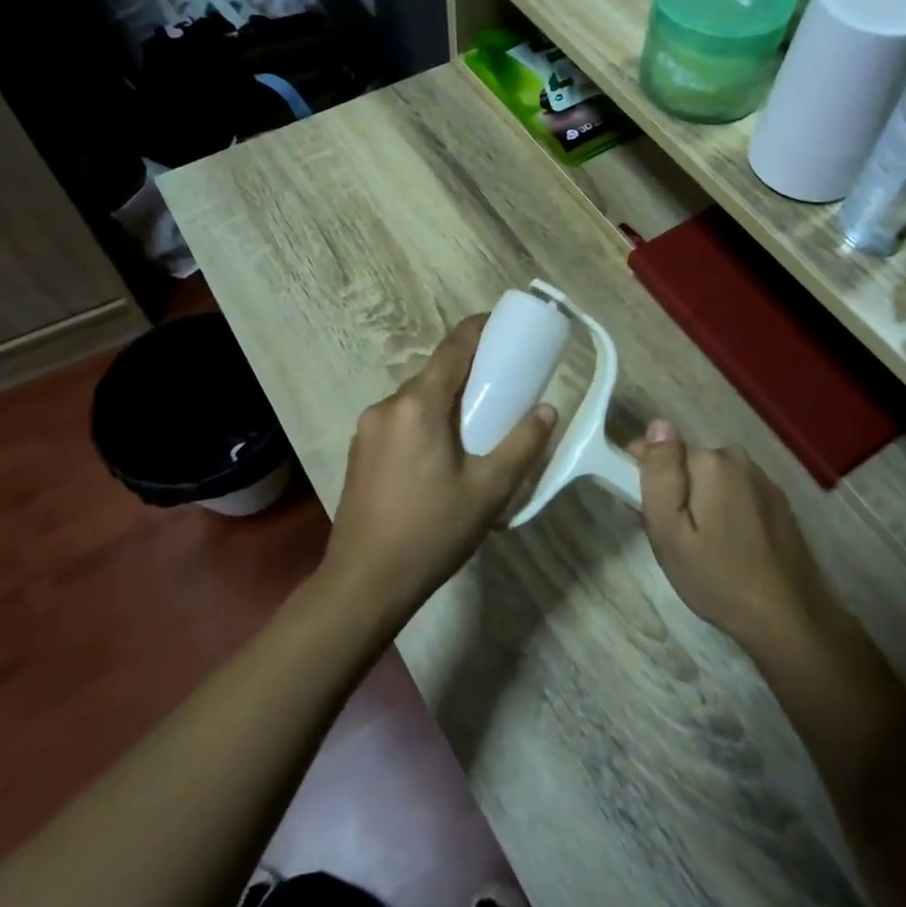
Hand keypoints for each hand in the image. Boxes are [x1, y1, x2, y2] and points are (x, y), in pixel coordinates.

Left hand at [323, 316, 556, 618]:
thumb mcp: (489, 490)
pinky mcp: (359, 451)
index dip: (478, 329)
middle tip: (501, 386)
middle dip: (467, 371)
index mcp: (419, 406)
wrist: (364, 581)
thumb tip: (547, 411)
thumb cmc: (432, 532)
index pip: (453, 348)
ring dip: (445, 400)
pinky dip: (425, 421)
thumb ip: (522, 445)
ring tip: (474, 425)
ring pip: (415, 399)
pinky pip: (400, 420)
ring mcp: (367, 428)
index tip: (502, 325)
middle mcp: (387, 406)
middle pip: (434, 374)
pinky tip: (441, 453)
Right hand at [632, 423, 832, 655]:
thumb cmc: (718, 577)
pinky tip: (722, 547)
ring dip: (697, 502)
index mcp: (711, 461)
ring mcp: (762, 480)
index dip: (644, 475)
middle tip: (666, 537)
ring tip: (693, 547)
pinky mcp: (776, 503)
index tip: (638, 510)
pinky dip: (721, 511)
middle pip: (688, 464)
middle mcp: (739, 459)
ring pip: (711, 480)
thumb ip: (660, 474)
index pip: (662, 448)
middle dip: (672, 491)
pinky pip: (734, 494)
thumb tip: (658, 424)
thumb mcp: (670, 531)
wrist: (789, 619)